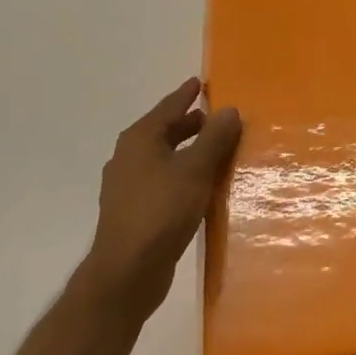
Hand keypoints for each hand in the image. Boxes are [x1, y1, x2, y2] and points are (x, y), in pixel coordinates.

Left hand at [81, 78, 241, 318]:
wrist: (127, 271)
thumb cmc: (162, 211)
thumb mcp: (196, 170)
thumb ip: (214, 138)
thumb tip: (229, 109)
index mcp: (140, 139)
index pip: (168, 107)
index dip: (185, 94)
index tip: (199, 82)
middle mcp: (128, 157)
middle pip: (162, 131)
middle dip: (187, 124)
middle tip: (213, 117)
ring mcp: (126, 186)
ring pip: (161, 157)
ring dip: (185, 150)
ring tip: (211, 150)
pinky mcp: (132, 211)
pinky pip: (160, 180)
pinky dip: (179, 174)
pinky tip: (196, 186)